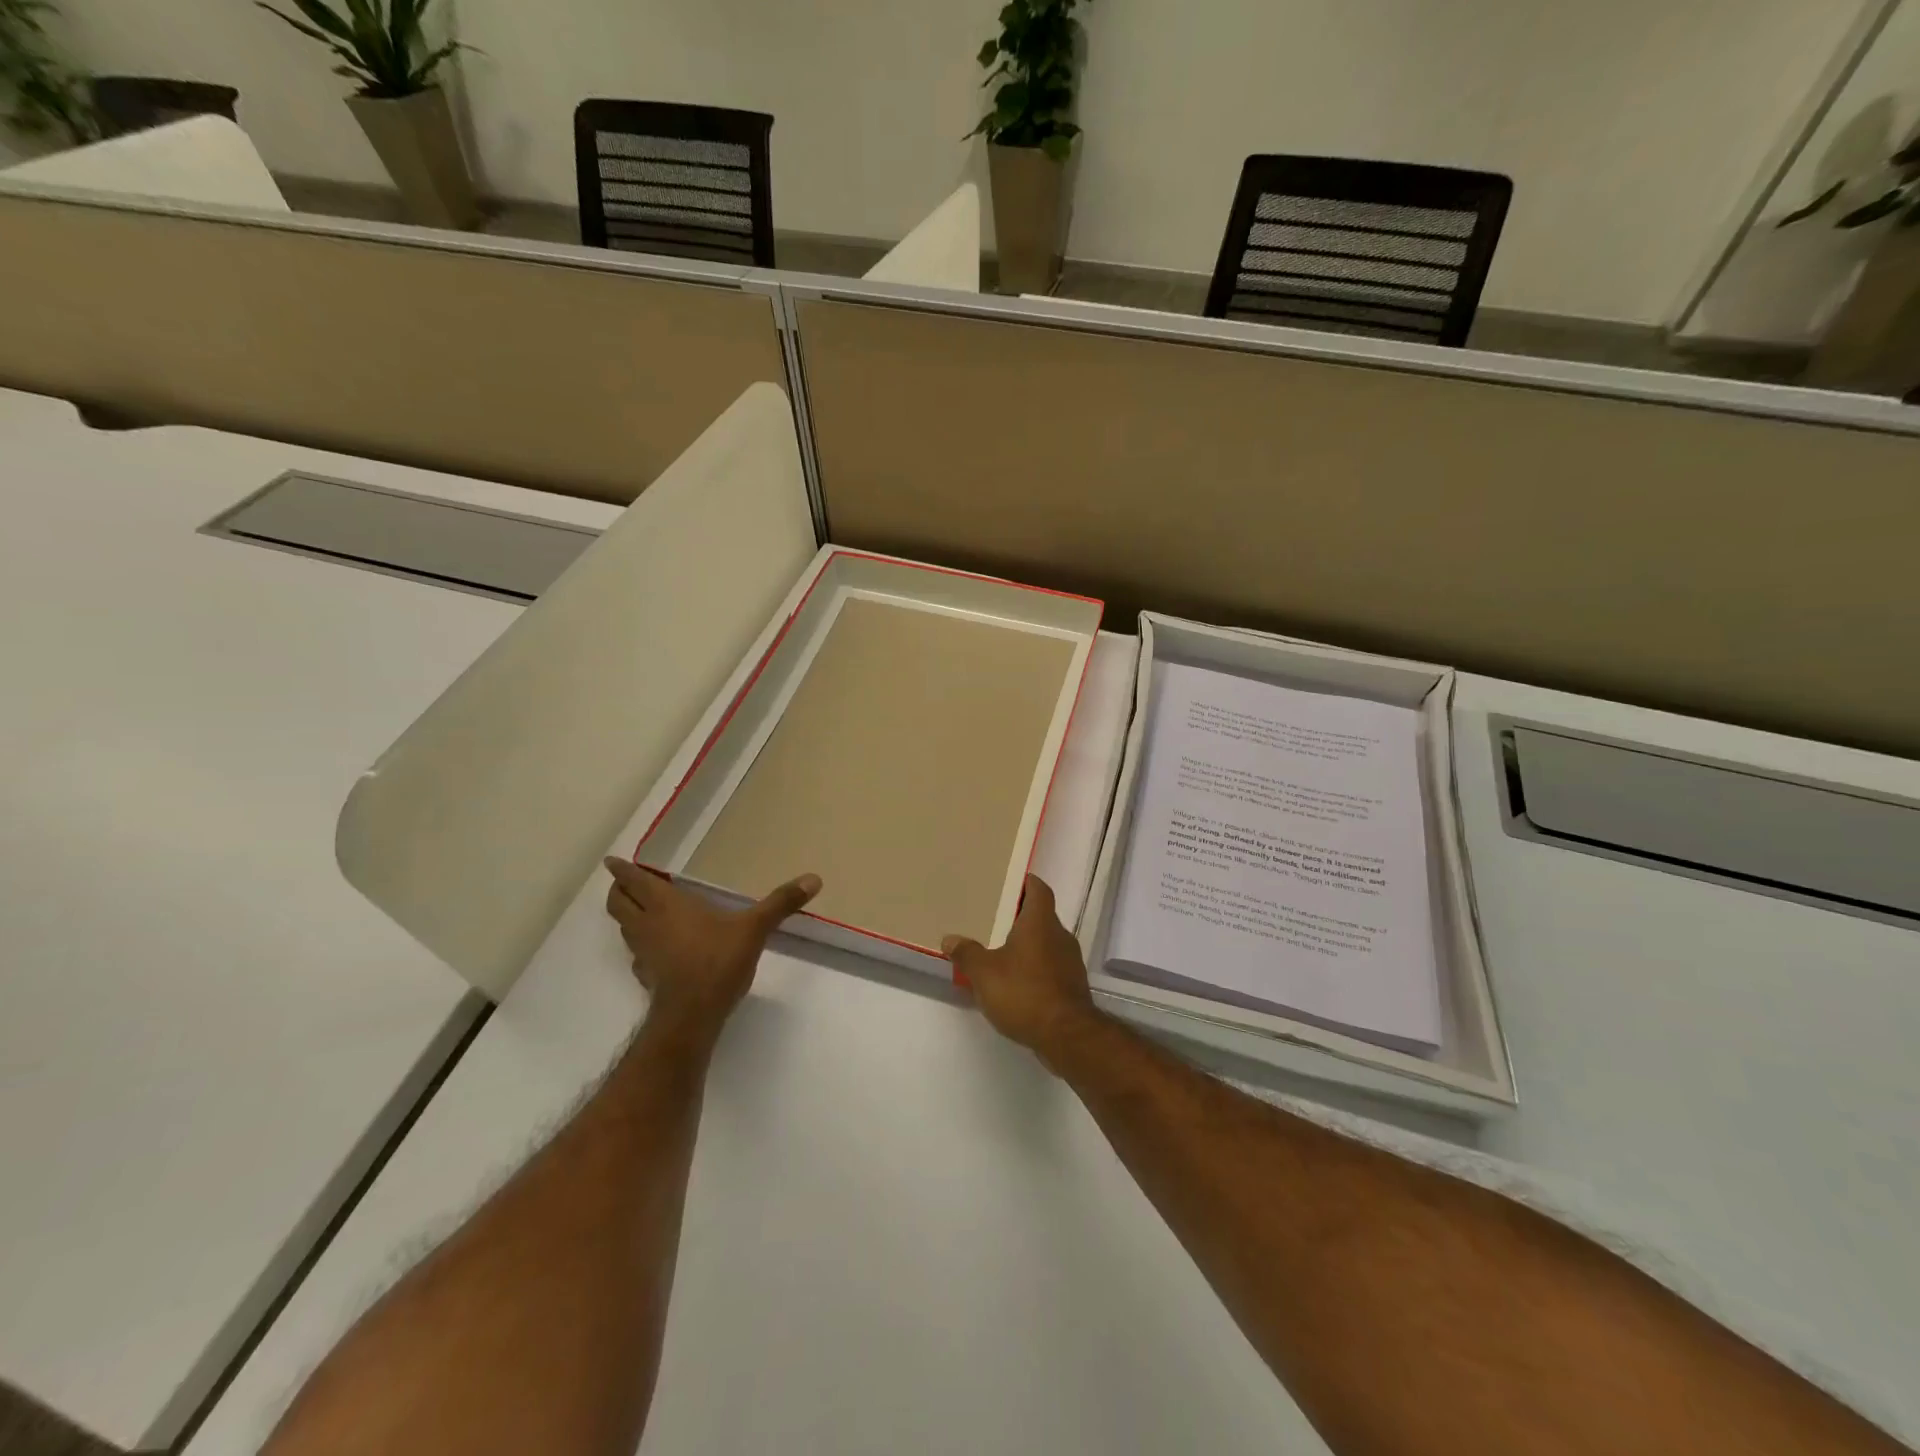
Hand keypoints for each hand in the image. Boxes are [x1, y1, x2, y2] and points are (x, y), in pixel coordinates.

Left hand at [604, 858, 820, 1034]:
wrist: (692, 1015)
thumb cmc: (717, 960)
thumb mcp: (754, 928)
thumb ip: (781, 903)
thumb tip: (814, 878)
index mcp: (666, 905)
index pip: (633, 881)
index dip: (622, 870)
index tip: (613, 861)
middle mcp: (648, 925)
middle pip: (618, 903)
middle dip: (618, 891)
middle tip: (625, 883)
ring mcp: (644, 953)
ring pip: (624, 929)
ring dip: (627, 917)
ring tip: (641, 910)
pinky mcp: (648, 977)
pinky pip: (637, 954)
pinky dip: (642, 946)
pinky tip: (659, 950)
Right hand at [943, 876, 1100, 1068]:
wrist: (1067, 1036)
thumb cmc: (1024, 992)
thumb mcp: (984, 973)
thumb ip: (966, 954)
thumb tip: (950, 939)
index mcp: (1041, 922)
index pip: (1039, 889)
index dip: (1026, 883)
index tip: (1009, 882)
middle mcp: (1060, 936)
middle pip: (1042, 916)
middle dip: (1020, 917)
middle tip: (994, 919)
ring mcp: (1070, 962)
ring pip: (1047, 943)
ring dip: (1027, 945)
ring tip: (1001, 953)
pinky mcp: (1072, 986)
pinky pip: (1051, 967)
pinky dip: (1035, 969)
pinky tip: (1016, 984)